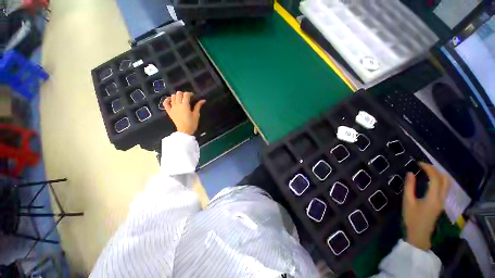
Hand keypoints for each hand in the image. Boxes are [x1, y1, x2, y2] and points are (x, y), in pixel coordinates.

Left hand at [163, 91, 205, 135]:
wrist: (185, 131)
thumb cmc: (192, 123)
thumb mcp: (196, 114)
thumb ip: (198, 106)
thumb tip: (203, 100)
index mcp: (185, 105)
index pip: (186, 95)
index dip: (190, 93)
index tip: (193, 96)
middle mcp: (178, 105)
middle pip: (178, 94)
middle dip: (183, 94)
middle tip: (187, 97)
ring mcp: (172, 108)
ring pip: (172, 97)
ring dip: (177, 96)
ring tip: (181, 99)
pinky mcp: (169, 111)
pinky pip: (165, 103)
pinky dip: (167, 100)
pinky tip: (171, 100)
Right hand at [403, 162, 449, 250]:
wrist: (419, 234)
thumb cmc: (412, 218)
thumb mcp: (408, 202)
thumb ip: (409, 187)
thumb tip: (410, 173)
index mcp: (433, 197)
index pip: (435, 178)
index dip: (428, 168)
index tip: (418, 163)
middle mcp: (441, 198)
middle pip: (444, 179)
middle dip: (435, 170)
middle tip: (423, 166)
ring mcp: (443, 201)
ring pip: (446, 184)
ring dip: (438, 174)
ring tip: (427, 170)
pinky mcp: (441, 203)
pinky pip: (444, 188)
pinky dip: (439, 180)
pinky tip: (431, 180)